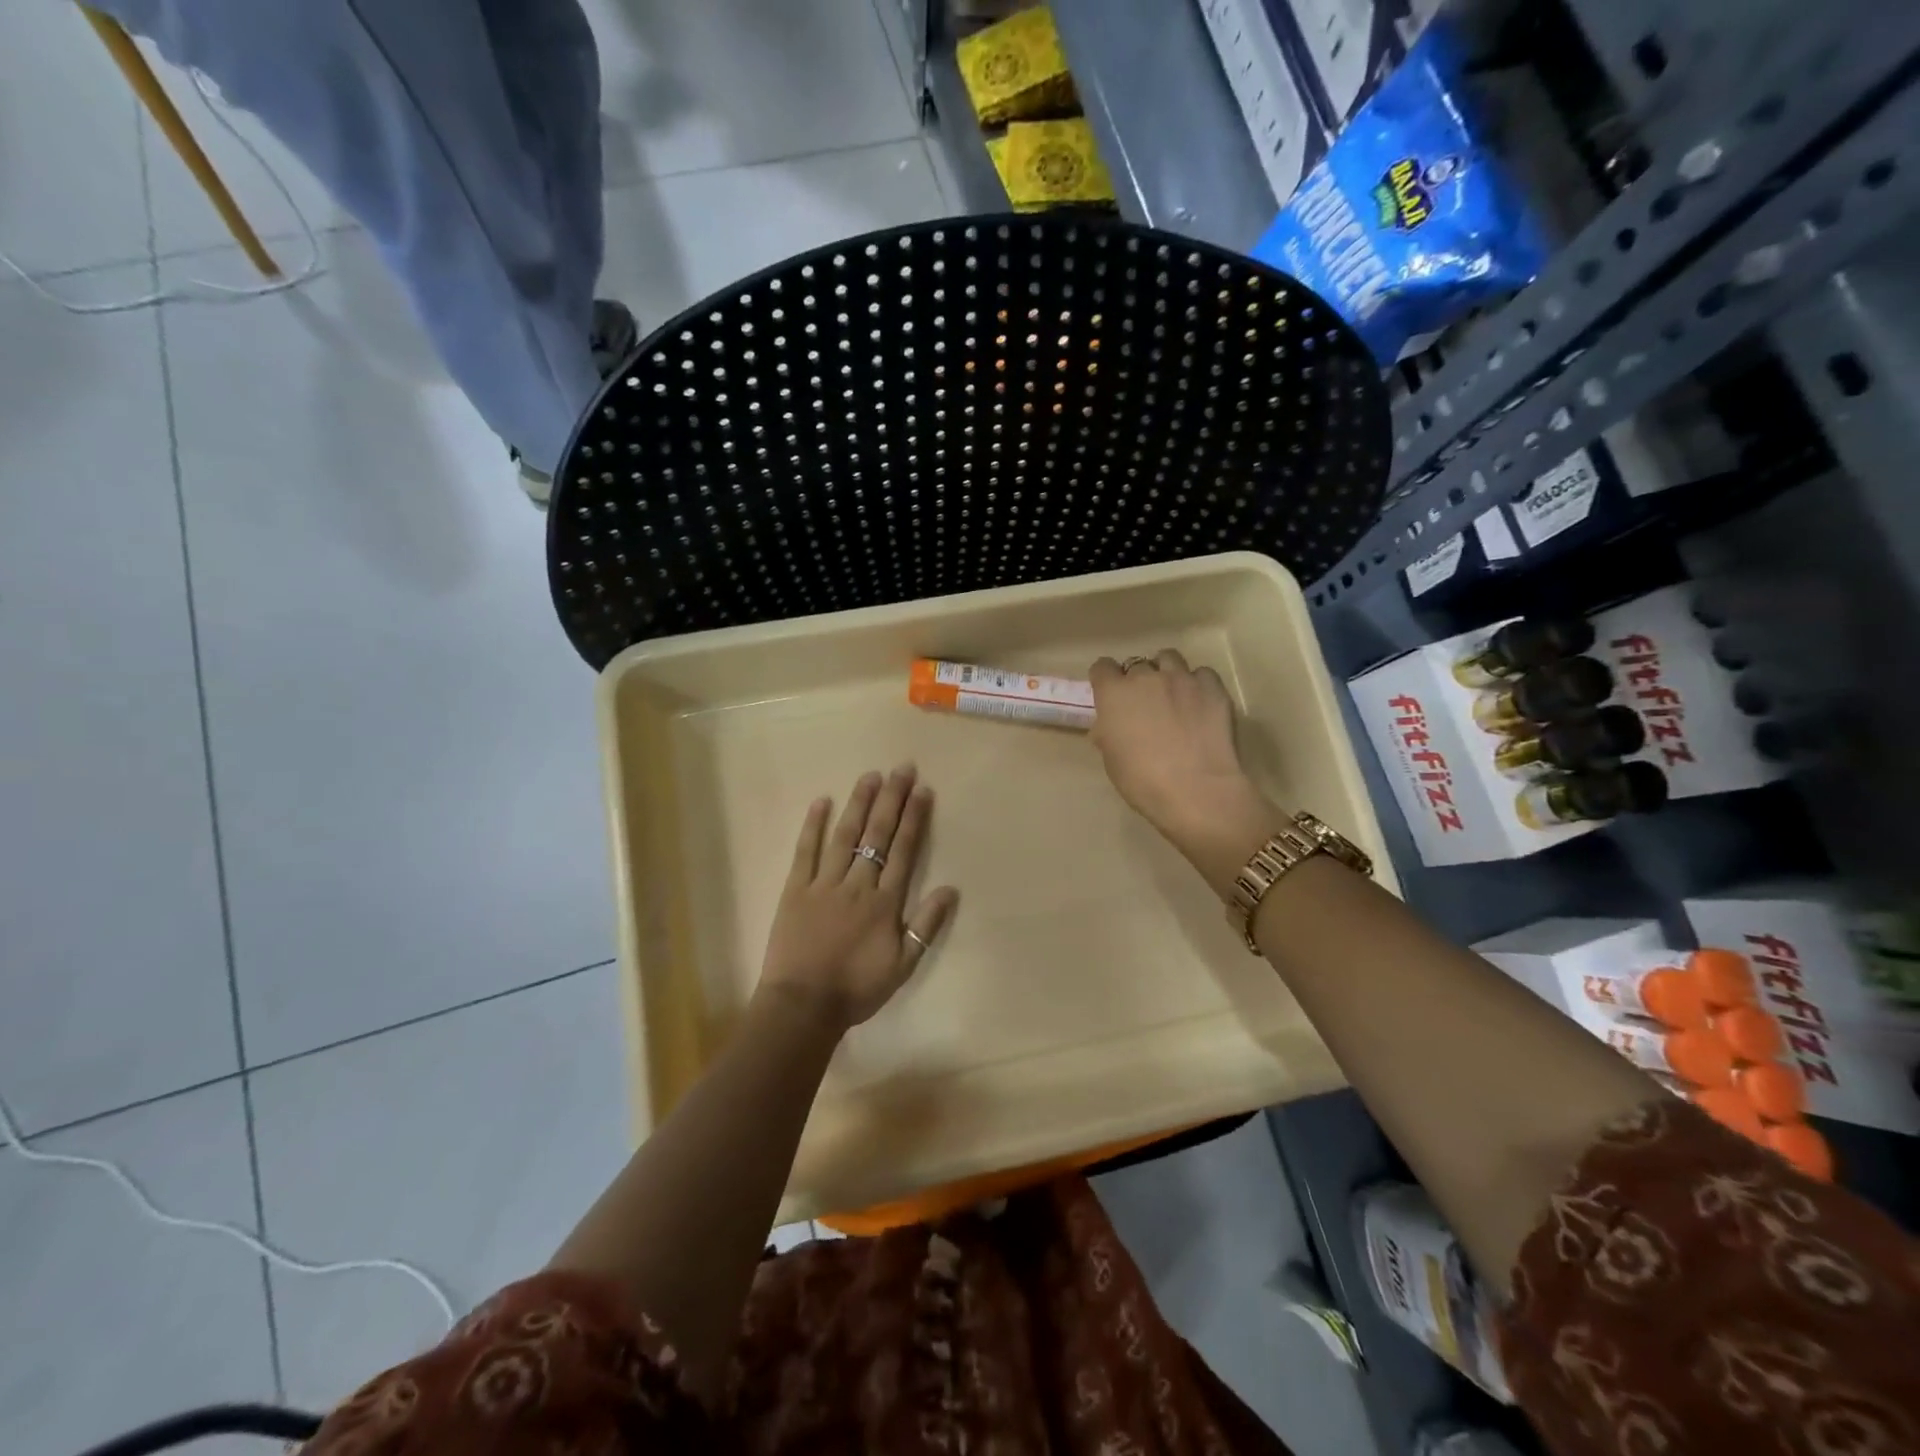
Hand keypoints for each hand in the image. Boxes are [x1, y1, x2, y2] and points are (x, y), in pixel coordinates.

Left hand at [757, 765, 958, 1028]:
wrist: (803, 1006)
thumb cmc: (857, 989)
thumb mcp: (903, 966)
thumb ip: (925, 926)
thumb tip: (950, 888)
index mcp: (884, 901)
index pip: (904, 850)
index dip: (914, 818)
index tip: (922, 789)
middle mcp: (857, 884)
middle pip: (877, 834)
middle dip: (891, 799)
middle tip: (901, 768)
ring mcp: (824, 883)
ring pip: (845, 835)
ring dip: (859, 803)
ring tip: (870, 776)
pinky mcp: (796, 889)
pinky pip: (805, 851)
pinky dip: (813, 825)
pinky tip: (821, 801)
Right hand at [1088, 651, 1283, 896]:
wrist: (1196, 790)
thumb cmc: (1142, 781)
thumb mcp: (1112, 759)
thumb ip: (1109, 732)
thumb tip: (1111, 725)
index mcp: (1114, 694)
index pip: (1102, 667)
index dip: (1106, 680)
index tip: (1110, 694)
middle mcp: (1146, 677)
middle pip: (1137, 664)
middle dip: (1138, 680)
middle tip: (1145, 704)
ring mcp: (1182, 678)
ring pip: (1169, 658)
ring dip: (1166, 673)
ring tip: (1174, 696)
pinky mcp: (1213, 687)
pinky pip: (1201, 674)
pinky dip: (1198, 685)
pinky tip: (1200, 705)